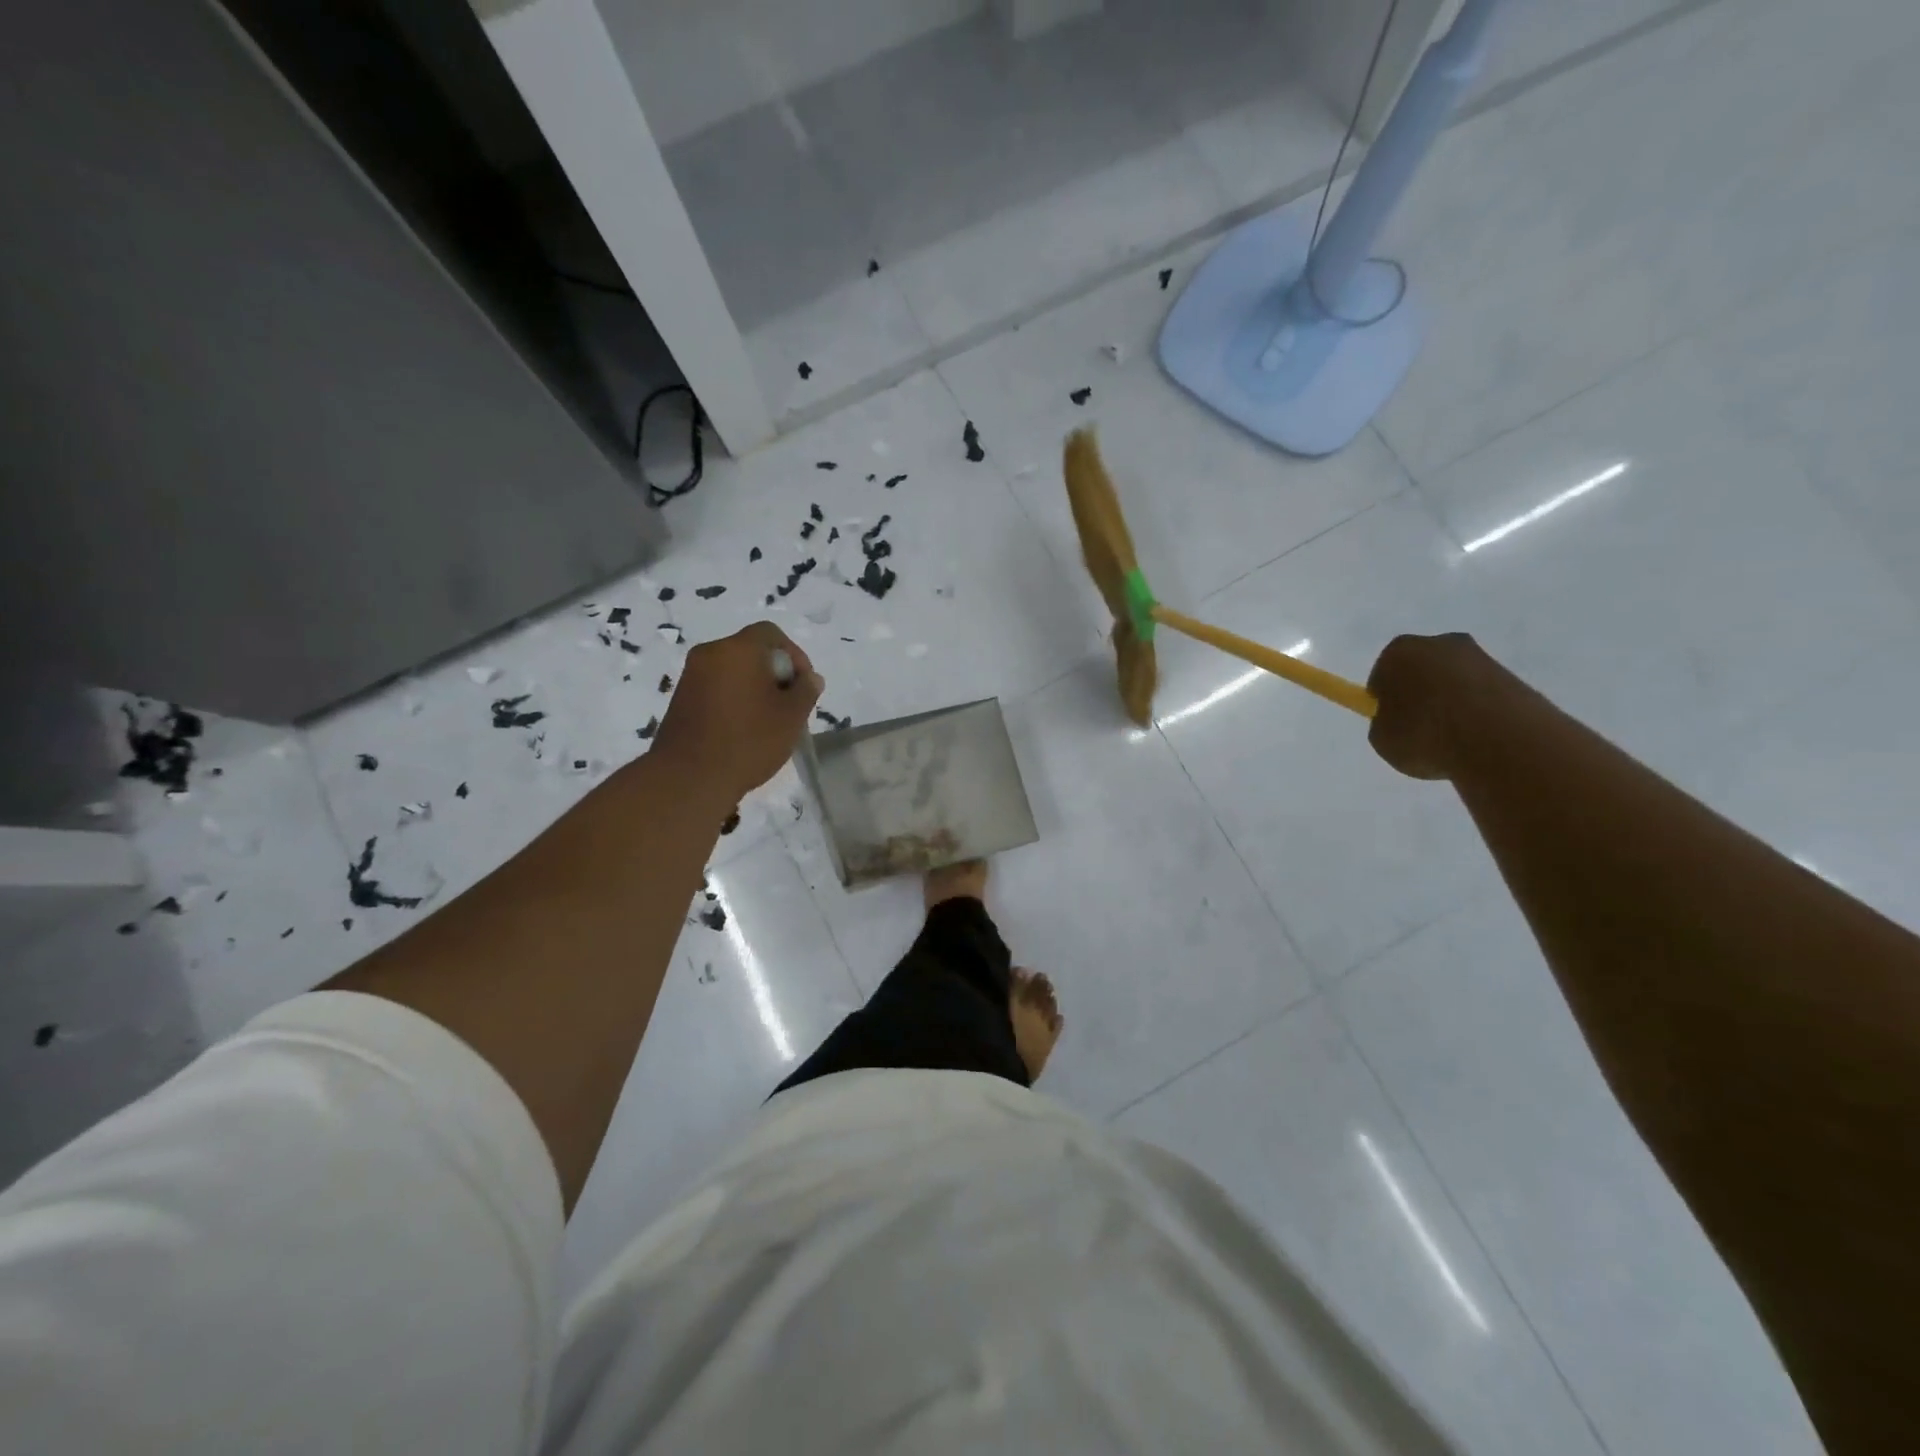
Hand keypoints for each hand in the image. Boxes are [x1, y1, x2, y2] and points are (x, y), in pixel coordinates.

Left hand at [652, 623, 822, 806]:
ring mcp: (691, 676)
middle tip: (789, 706)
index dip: (794, 655)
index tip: (803, 686)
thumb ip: (806, 691)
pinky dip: (733, 700)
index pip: (771, 633)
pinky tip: (743, 731)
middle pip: (751, 651)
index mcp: (738, 649)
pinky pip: (715, 688)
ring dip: (754, 688)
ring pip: (733, 671)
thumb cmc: (748, 741)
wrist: (689, 778)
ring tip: (768, 722)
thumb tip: (810, 678)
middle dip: (774, 674)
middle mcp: (710, 653)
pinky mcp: (680, 699)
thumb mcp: (791, 717)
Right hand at [1366, 632, 1529, 780]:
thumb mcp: (1383, 741)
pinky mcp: (1513, 675)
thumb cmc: (1424, 735)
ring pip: (1455, 681)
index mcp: (1398, 652)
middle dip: (1420, 694)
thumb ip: (1385, 726)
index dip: (1385, 700)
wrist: (1498, 739)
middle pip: (1421, 670)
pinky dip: (1479, 711)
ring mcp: (1480, 656)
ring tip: (1454, 739)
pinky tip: (1479, 737)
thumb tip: (1398, 723)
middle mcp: (1438, 643)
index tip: (1392, 724)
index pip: (1383, 674)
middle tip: (1420, 730)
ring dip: (1452, 703)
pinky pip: (1483, 694)